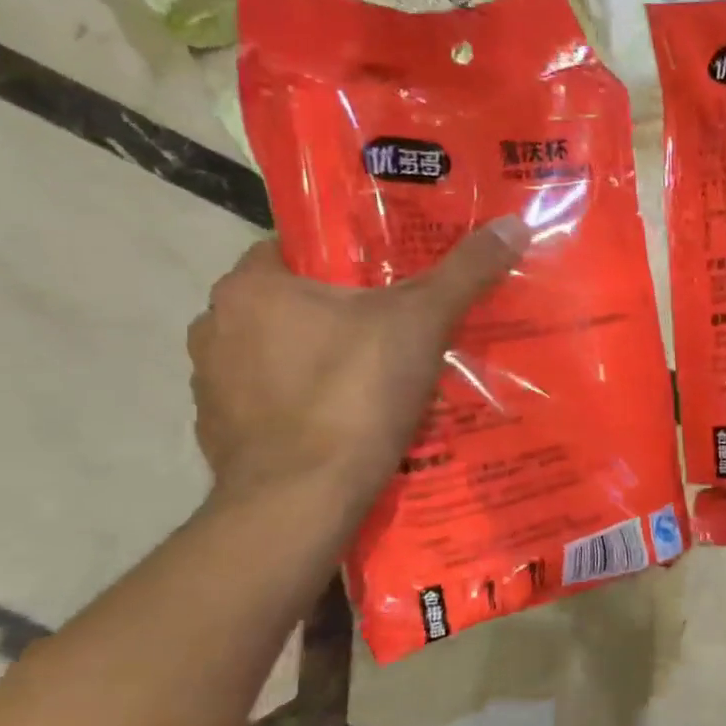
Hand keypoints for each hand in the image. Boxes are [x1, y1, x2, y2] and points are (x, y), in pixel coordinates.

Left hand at [187, 221, 526, 506]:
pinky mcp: (219, 432)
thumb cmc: (354, 394)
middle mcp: (216, 325)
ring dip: (318, 358)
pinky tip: (346, 421)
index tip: (389, 274)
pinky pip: (271, 401)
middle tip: (396, 325)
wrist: (301, 501)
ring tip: (375, 375)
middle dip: (338, 311)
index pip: (297, 247)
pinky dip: (302, 404)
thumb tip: (514, 223)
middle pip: (291, 302)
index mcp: (251, 286)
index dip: (346, 256)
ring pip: (278, 353)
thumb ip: (464, 272)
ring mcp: (211, 384)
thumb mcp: (421, 323)